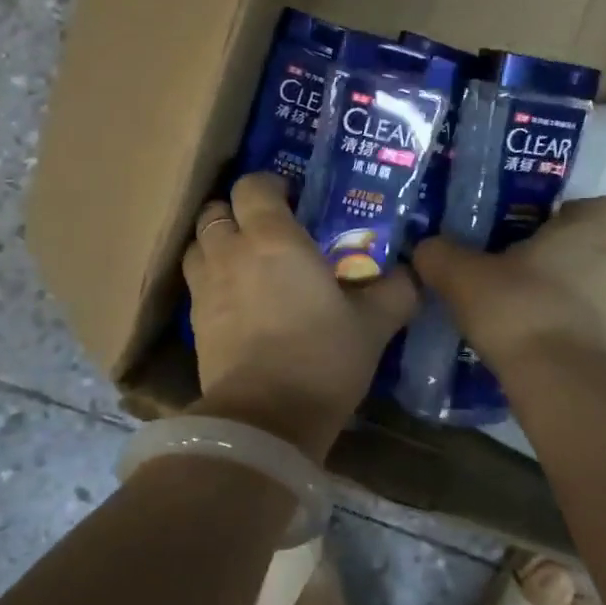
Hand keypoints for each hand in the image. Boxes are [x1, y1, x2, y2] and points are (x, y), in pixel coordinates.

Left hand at [182, 173, 418, 459]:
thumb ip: (395, 292)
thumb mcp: (373, 325)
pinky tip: (233, 300)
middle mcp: (231, 253)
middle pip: (215, 212)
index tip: (290, 198)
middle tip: (264, 229)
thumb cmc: (322, 358)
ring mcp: (206, 288)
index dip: (268, 185)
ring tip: (241, 259)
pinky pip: (195, 284)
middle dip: (235, 212)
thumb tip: (412, 274)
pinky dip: (209, 279)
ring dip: (215, 243)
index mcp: (274, 239)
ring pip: (196, 245)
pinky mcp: (194, 323)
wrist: (265, 419)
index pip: (252, 186)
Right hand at [412, 198, 605, 373]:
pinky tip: (515, 334)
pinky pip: (575, 322)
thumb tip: (427, 248)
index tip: (538, 220)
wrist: (557, 384)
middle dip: (549, 252)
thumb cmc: (519, 309)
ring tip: (505, 301)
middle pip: (585, 247)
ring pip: (580, 286)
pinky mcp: (603, 347)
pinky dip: (550, 323)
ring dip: (549, 290)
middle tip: (505, 259)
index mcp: (587, 233)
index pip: (603, 207)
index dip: (572, 210)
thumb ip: (440, 254)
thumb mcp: (461, 275)